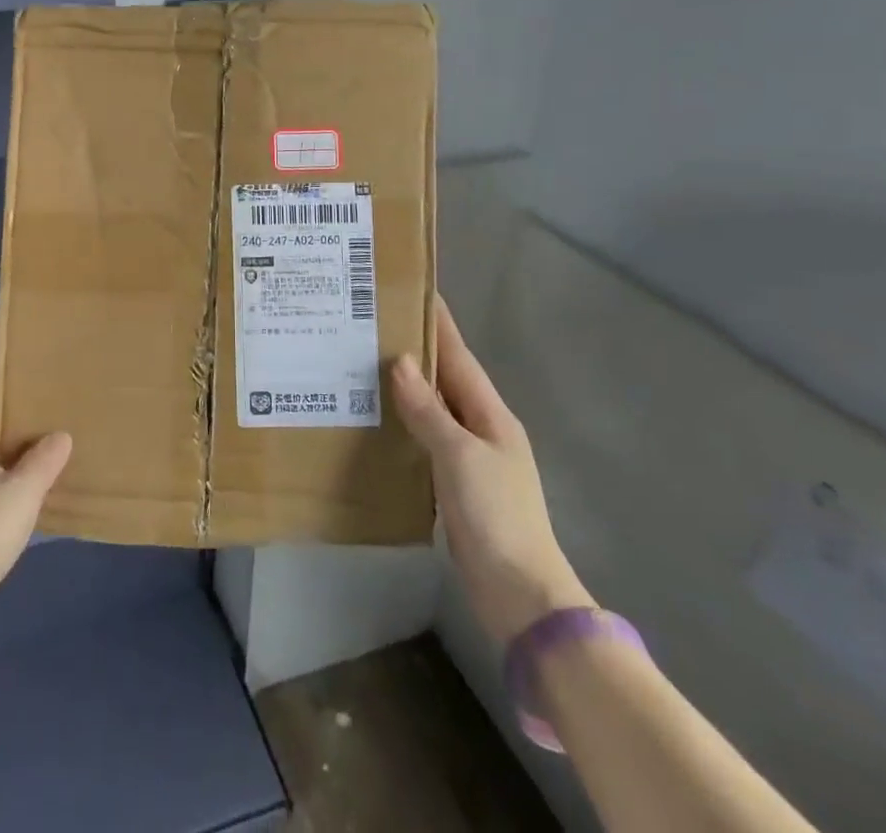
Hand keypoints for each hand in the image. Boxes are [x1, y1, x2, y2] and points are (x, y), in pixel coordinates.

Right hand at [391, 295, 589, 642]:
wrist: (519, 595)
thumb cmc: (496, 515)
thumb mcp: (460, 456)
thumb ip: (429, 410)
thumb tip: (401, 363)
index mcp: (492, 415)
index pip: (460, 357)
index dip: (439, 325)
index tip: (415, 291)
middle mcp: (482, 429)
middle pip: (446, 380)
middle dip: (417, 351)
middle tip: (375, 326)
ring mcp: (470, 459)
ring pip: (434, 410)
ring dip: (408, 388)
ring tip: (366, 365)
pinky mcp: (455, 486)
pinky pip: (426, 441)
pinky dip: (405, 424)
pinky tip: (379, 420)